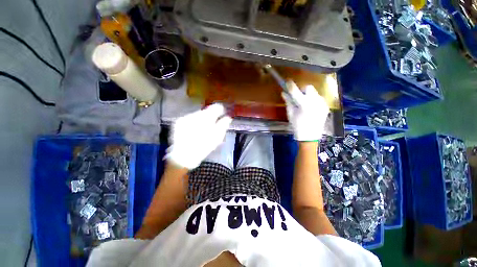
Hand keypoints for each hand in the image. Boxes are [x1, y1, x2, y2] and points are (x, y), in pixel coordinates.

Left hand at [166, 103, 231, 168]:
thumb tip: (228, 117)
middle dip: (210, 116)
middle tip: (212, 125)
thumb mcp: (217, 138)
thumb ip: (223, 125)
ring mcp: (186, 118)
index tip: (222, 114)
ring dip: (202, 119)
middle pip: (206, 111)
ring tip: (202, 129)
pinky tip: (194, 131)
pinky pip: (190, 118)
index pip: (216, 108)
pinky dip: (194, 122)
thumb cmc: (203, 147)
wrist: (183, 156)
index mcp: (206, 118)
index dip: (220, 110)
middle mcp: (195, 115)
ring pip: (198, 114)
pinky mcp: (179, 122)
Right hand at [282, 82, 329, 141]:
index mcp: (304, 104)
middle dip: (302, 90)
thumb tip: (284, 93)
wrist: (310, 137)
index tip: (287, 81)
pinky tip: (310, 108)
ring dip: (308, 95)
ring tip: (304, 103)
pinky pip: (318, 98)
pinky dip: (313, 100)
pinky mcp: (326, 106)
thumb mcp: (290, 114)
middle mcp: (315, 101)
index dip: (291, 85)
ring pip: (314, 92)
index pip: (296, 91)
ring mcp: (322, 104)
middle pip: (309, 88)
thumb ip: (288, 102)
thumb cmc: (297, 126)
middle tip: (298, 96)